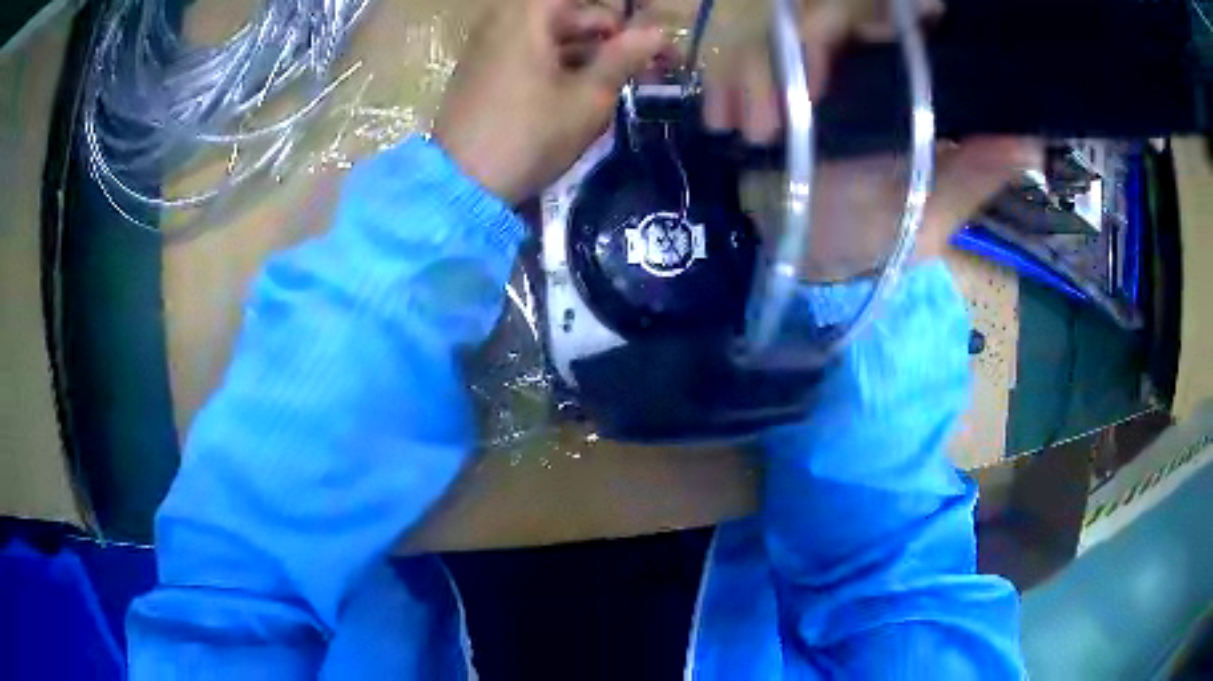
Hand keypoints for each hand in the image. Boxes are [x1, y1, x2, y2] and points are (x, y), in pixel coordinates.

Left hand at [433, 0, 668, 204]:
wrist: (461, 185)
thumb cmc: (530, 135)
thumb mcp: (587, 98)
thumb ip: (624, 57)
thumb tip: (657, 32)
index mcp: (528, 14)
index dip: (621, 11)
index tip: (649, 29)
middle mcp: (505, 19)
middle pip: (571, 11)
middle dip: (612, 33)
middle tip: (651, 63)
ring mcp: (490, 45)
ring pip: (553, 34)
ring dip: (592, 51)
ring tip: (625, 81)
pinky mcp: (484, 70)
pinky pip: (533, 51)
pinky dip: (564, 62)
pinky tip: (587, 89)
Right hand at [705, 0, 1035, 279]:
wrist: (811, 260)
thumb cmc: (878, 238)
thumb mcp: (931, 211)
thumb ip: (974, 175)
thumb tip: (1030, 142)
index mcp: (910, 86)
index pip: (900, 19)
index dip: (886, 16)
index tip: (862, 45)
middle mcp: (860, 64)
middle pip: (827, 15)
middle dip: (800, 52)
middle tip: (785, 109)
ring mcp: (809, 72)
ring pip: (776, 35)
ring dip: (754, 77)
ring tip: (751, 132)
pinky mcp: (765, 85)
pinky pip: (736, 61)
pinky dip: (724, 86)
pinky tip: (725, 122)